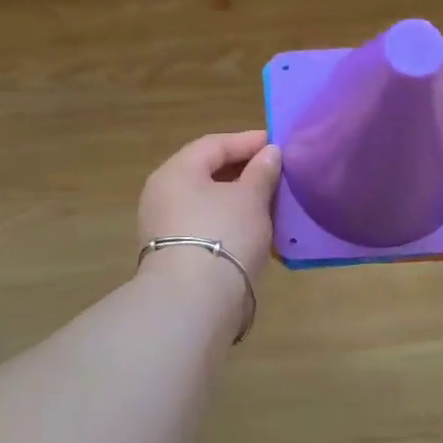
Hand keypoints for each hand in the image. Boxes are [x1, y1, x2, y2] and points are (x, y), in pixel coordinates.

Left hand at [137, 130, 281, 279]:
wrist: (194, 301)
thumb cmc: (224, 235)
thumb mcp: (251, 198)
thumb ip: (262, 171)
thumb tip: (270, 153)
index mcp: (176, 171)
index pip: (214, 145)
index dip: (248, 141)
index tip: (278, 144)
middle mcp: (163, 194)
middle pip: (208, 173)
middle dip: (244, 172)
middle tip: (277, 173)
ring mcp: (164, 226)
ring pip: (208, 202)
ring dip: (239, 200)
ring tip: (272, 203)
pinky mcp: (174, 254)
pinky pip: (206, 227)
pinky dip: (230, 223)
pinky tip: (255, 231)